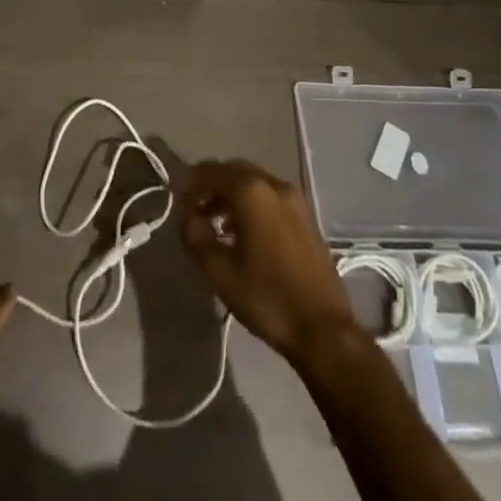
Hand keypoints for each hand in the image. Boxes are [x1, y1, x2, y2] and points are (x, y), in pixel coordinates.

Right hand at [179, 160, 359, 363]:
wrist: (324, 329)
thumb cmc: (267, 298)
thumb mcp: (220, 272)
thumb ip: (195, 237)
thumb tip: (187, 216)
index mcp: (251, 192)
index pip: (211, 172)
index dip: (190, 182)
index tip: (176, 199)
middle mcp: (274, 185)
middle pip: (234, 171)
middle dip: (211, 185)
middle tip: (194, 209)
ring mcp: (295, 200)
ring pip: (253, 183)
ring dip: (231, 195)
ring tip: (214, 224)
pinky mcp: (306, 217)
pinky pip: (270, 197)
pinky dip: (251, 204)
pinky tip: (242, 232)